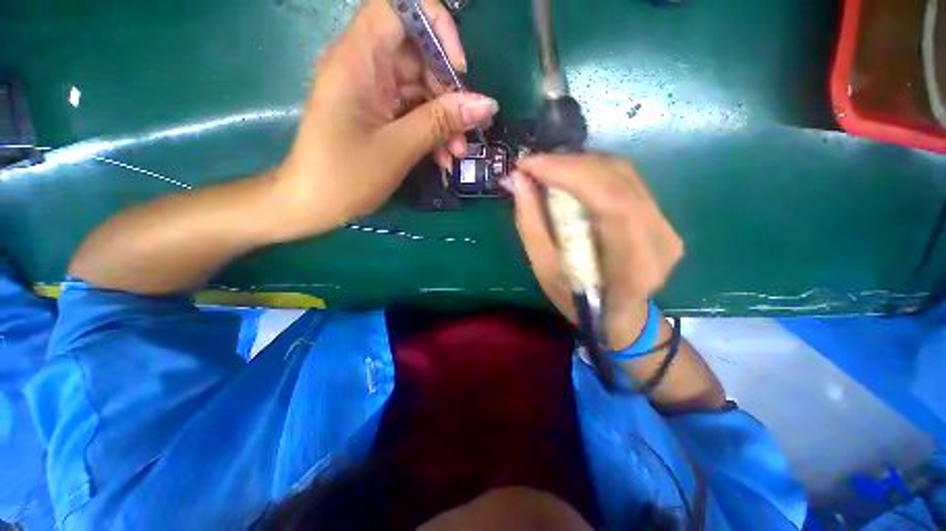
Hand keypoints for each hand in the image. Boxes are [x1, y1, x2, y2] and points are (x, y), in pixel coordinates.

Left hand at [272, 0, 498, 240]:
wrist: (314, 205)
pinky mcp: (379, 114)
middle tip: (467, 131)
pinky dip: (432, 133)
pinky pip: (414, 113)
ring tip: (457, 154)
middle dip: (449, 94)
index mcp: (358, 60)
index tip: (459, 68)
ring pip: (421, 90)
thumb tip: (486, 104)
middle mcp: (365, 67)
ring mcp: (373, 93)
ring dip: (445, 121)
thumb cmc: (345, 177)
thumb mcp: (398, 149)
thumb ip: (441, 122)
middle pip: (419, 56)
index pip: (401, 7)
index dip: (436, 27)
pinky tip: (443, 158)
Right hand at [510, 154, 684, 349]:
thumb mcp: (545, 270)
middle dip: (568, 164)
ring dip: (579, 165)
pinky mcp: (661, 216)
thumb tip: (517, 180)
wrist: (621, 317)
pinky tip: (569, 177)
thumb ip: (531, 224)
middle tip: (532, 165)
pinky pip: (625, 181)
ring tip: (546, 169)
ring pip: (623, 173)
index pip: (608, 199)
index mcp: (633, 263)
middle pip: (617, 178)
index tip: (528, 164)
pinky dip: (592, 172)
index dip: (567, 172)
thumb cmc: (578, 303)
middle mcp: (660, 237)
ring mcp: (666, 224)